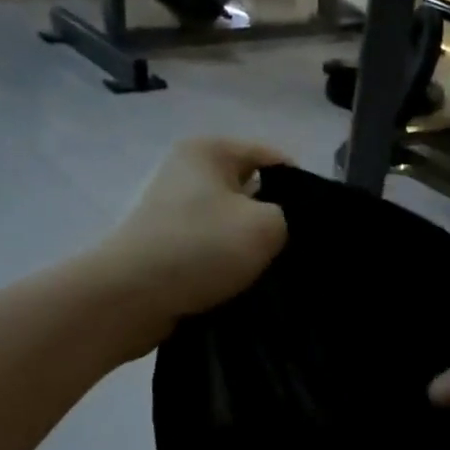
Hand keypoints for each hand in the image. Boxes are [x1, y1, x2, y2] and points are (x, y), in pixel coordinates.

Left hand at [102, 139, 289, 330]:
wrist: (131, 298)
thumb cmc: (201, 248)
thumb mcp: (267, 225)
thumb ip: (289, 216)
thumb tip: (281, 225)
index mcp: (209, 151)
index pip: (273, 158)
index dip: (303, 188)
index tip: (319, 223)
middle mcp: (189, 173)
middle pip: (253, 192)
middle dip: (277, 220)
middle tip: (301, 250)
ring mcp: (176, 211)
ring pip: (235, 226)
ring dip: (254, 248)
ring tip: (277, 272)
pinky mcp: (170, 247)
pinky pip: (214, 250)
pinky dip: (231, 266)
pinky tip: (249, 285)